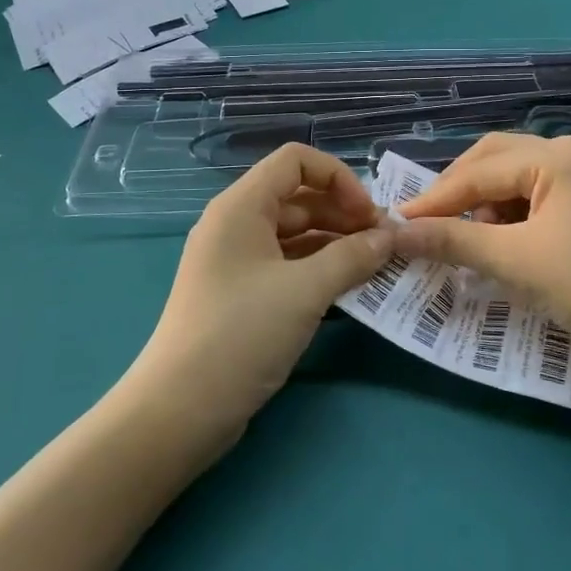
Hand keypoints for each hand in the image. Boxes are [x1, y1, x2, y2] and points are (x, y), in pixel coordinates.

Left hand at [129, 144, 393, 435]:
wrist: (180, 410)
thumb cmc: (240, 334)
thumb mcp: (305, 291)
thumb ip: (352, 257)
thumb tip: (390, 236)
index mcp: (241, 207)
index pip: (295, 161)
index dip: (338, 178)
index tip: (369, 215)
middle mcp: (236, 224)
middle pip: (298, 197)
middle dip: (343, 213)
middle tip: (384, 244)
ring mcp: (236, 261)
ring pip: (295, 234)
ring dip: (335, 243)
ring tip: (375, 265)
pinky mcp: (241, 294)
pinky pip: (286, 265)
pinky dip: (318, 270)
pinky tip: (349, 288)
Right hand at [391, 134, 570, 369]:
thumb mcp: (517, 263)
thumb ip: (454, 242)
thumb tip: (395, 233)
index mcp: (557, 156)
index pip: (478, 171)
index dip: (435, 199)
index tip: (398, 224)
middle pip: (497, 159)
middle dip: (460, 191)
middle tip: (430, 224)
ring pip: (519, 176)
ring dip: (488, 203)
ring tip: (472, 241)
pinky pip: (542, 194)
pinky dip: (515, 214)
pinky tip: (508, 242)